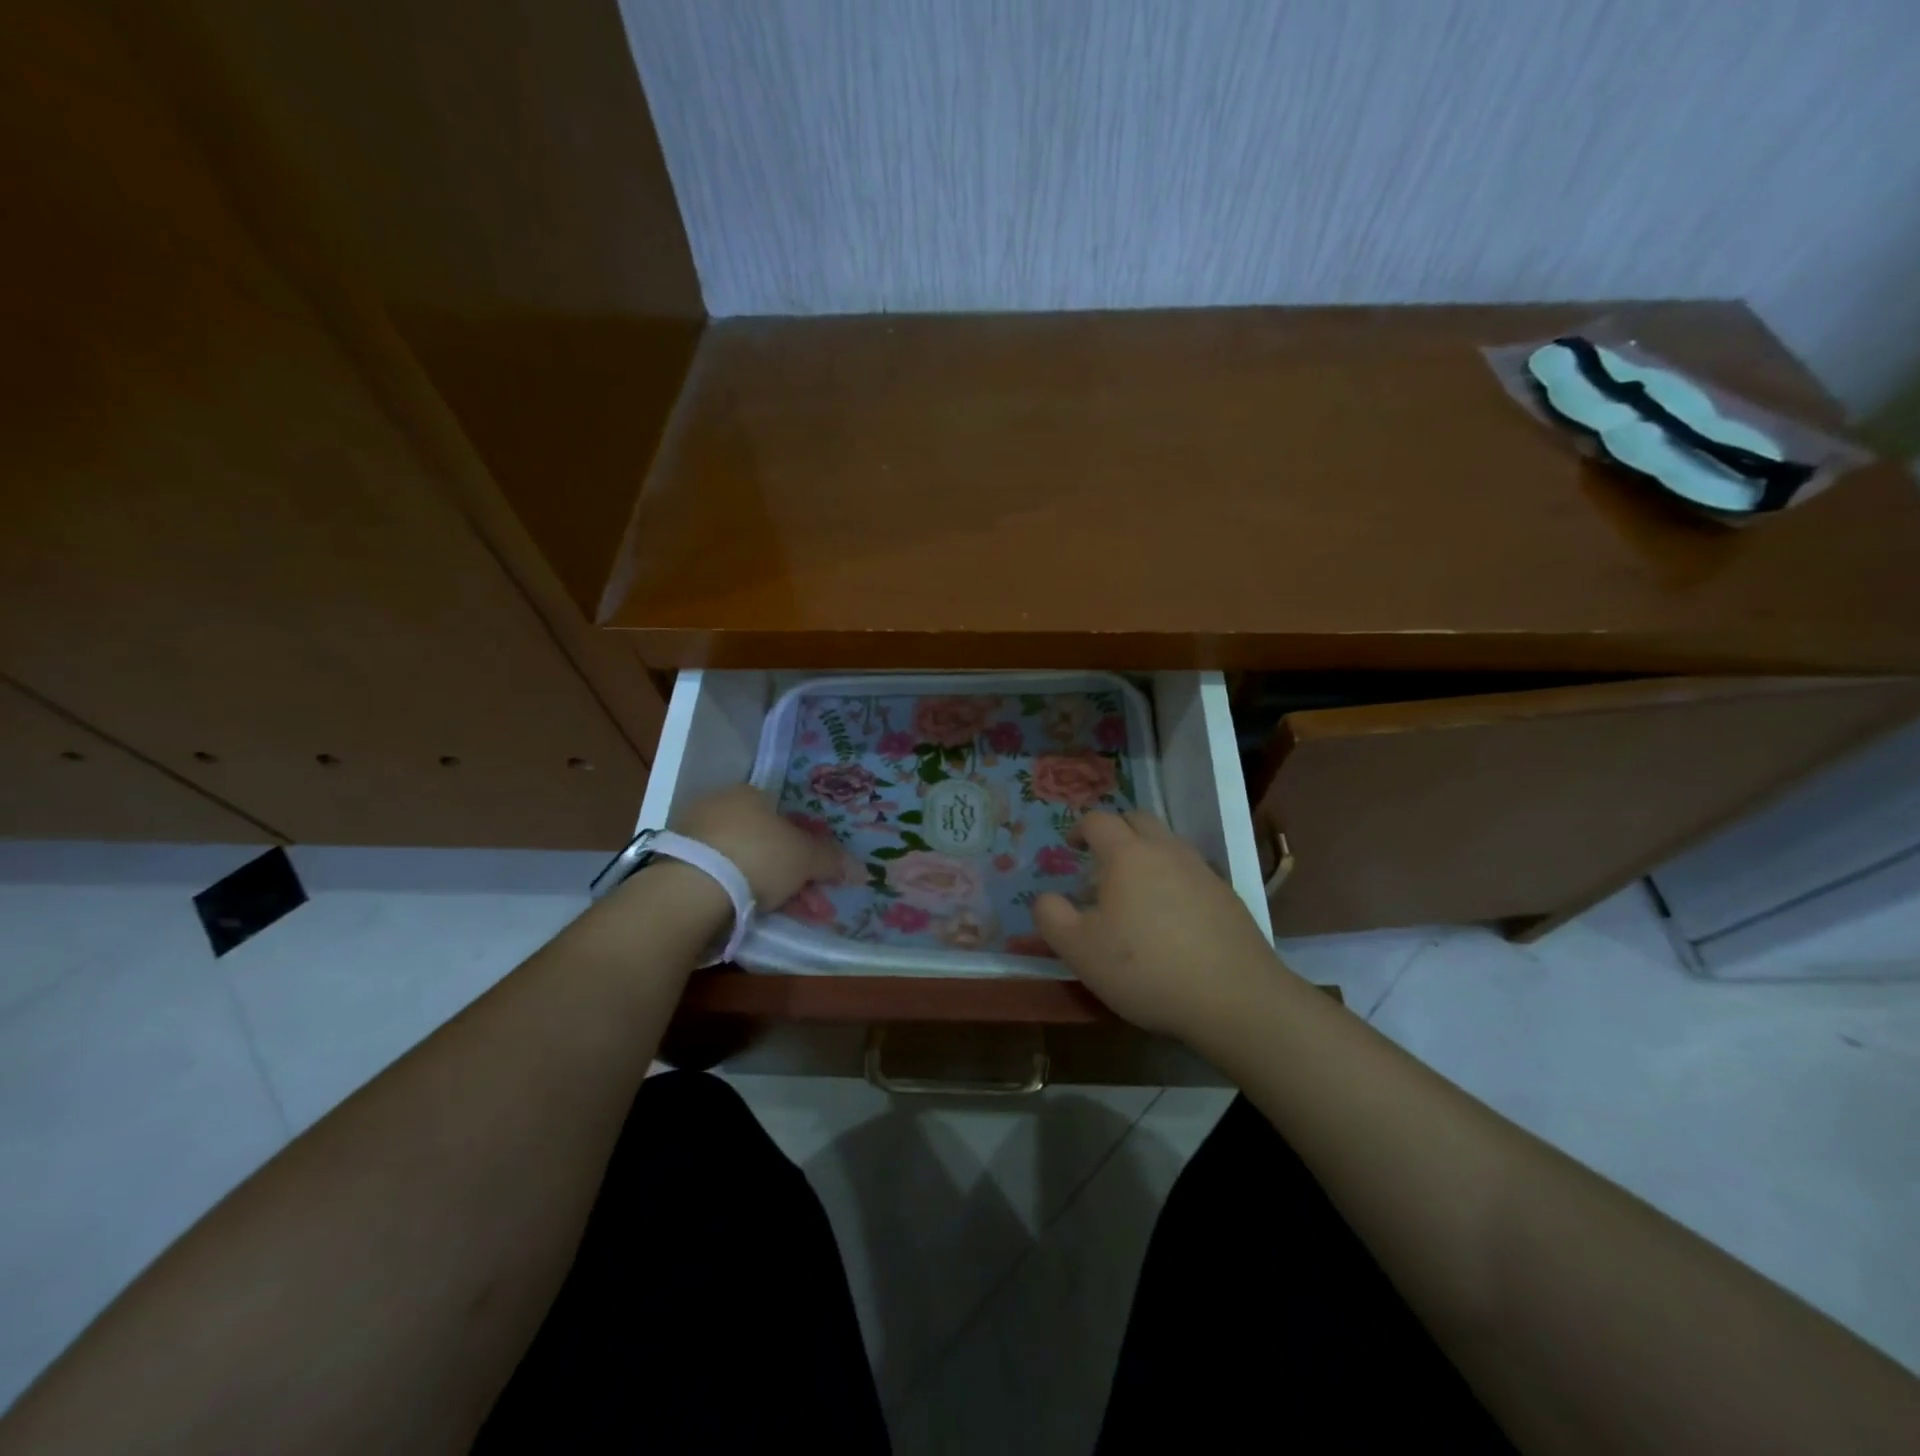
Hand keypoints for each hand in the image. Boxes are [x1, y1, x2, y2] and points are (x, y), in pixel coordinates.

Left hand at [672, 785, 842, 908]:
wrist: (691, 888)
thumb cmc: (758, 856)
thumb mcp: (806, 858)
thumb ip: (831, 860)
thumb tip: (859, 868)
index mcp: (750, 793)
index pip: (784, 815)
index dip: (805, 846)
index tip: (814, 874)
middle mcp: (719, 805)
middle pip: (764, 841)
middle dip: (788, 873)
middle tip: (804, 902)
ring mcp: (692, 835)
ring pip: (741, 862)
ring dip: (764, 887)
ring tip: (779, 915)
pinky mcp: (673, 864)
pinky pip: (717, 877)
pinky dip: (735, 894)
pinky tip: (747, 914)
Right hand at [1034, 811, 1281, 1040]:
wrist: (1235, 998)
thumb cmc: (1146, 969)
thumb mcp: (1079, 950)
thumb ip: (1051, 917)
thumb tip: (1046, 898)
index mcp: (1127, 855)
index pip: (1098, 821)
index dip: (1079, 828)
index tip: (1070, 847)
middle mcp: (1166, 851)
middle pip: (1137, 820)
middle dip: (1115, 831)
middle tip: (1100, 861)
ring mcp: (1202, 871)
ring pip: (1168, 843)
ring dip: (1146, 853)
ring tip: (1134, 891)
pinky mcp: (1227, 896)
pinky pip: (1191, 871)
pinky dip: (1172, 879)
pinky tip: (1170, 917)